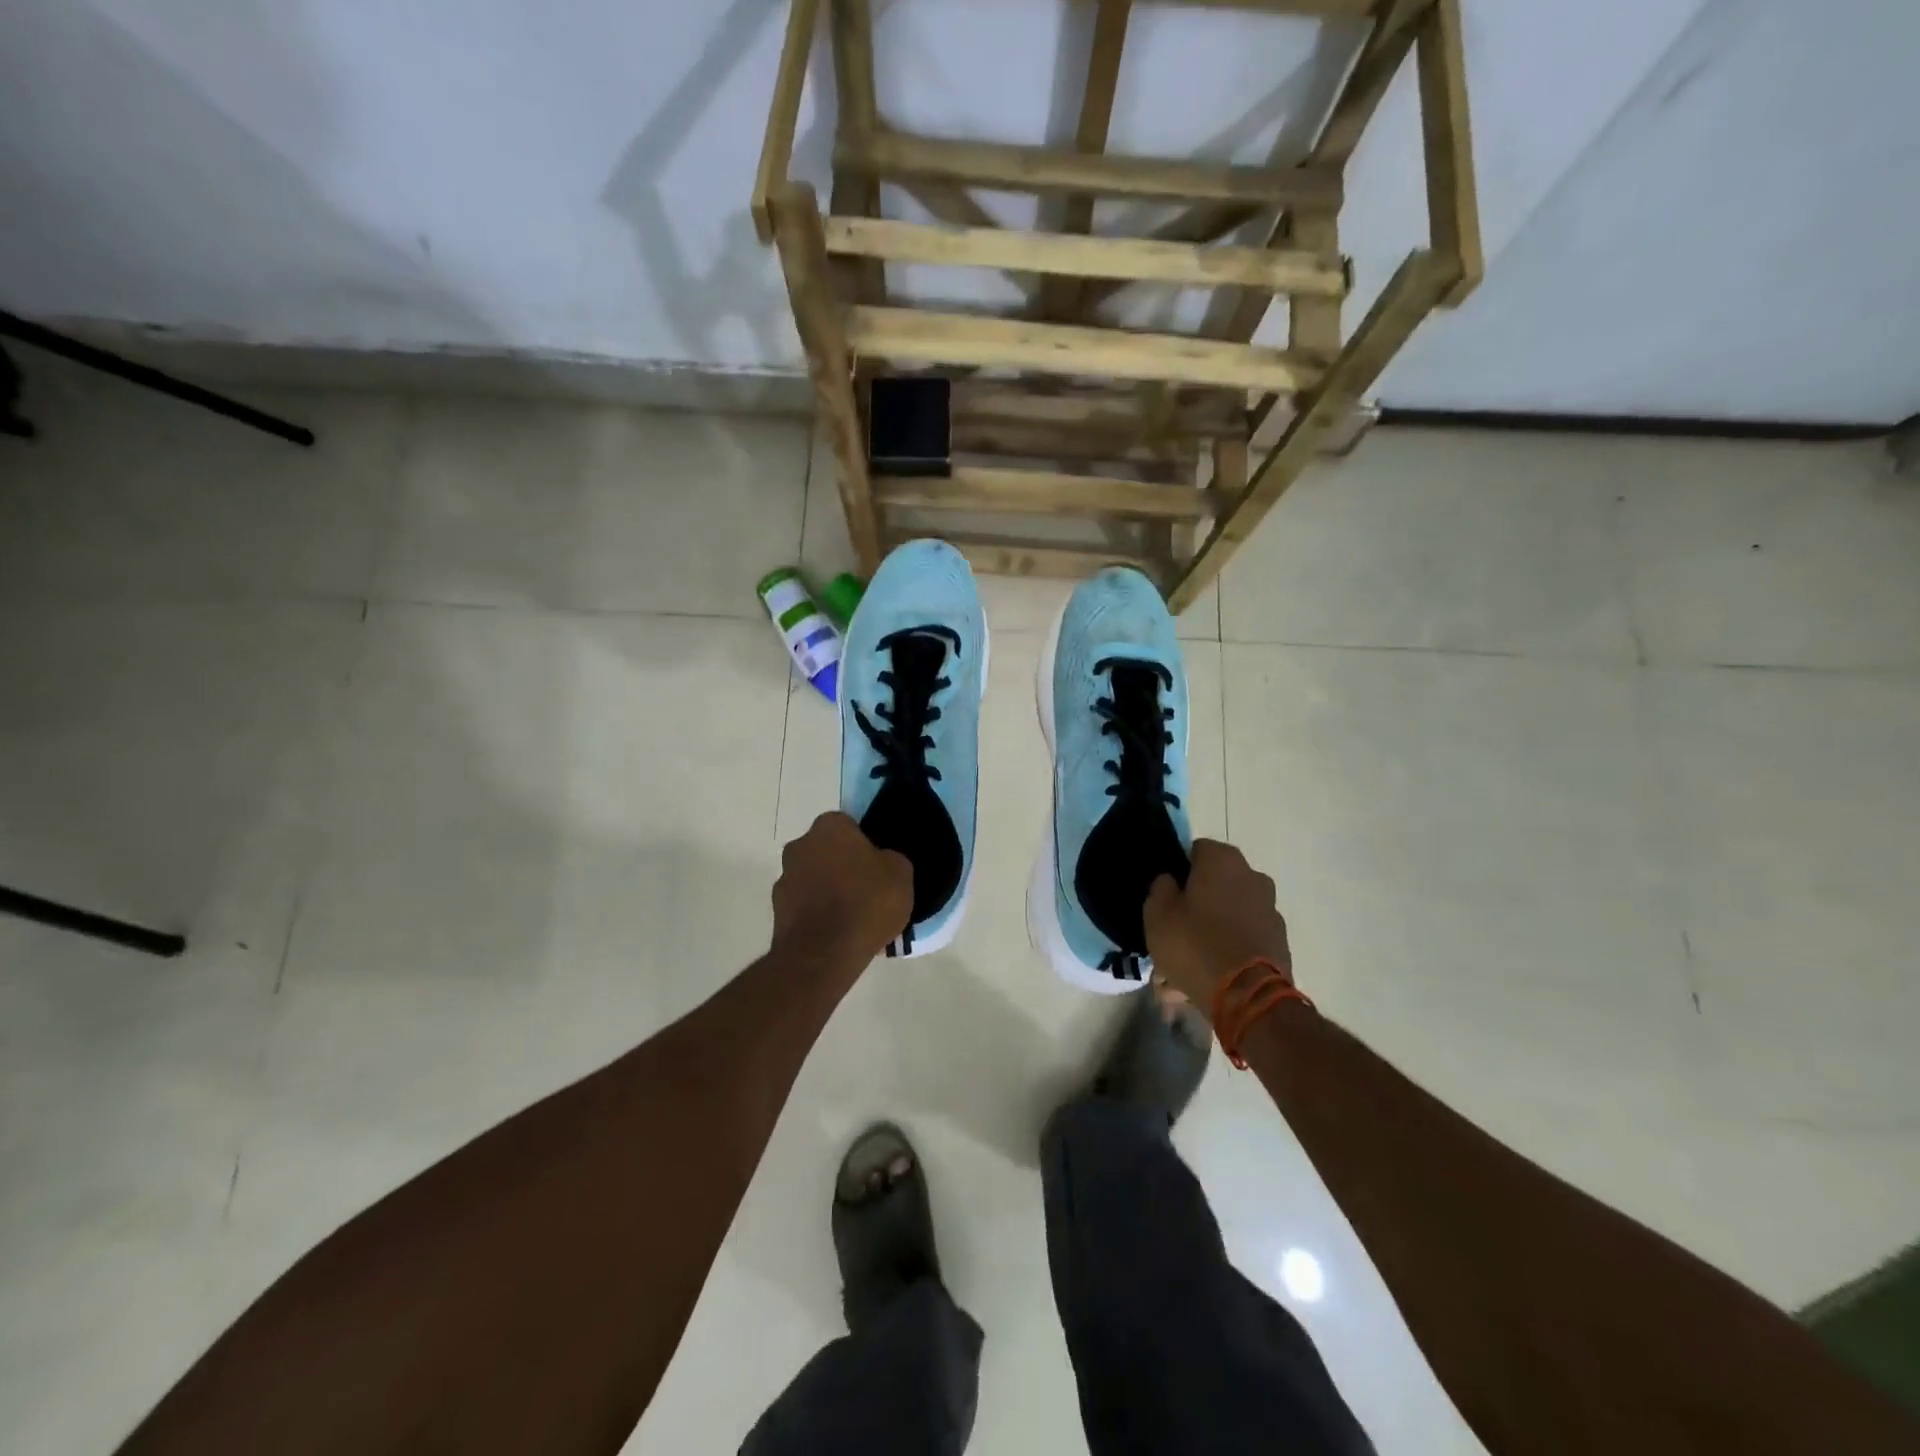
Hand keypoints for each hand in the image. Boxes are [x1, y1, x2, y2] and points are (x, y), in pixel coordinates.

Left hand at [771, 812, 913, 973]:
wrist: (824, 953)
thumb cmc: (866, 902)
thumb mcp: (901, 873)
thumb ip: (891, 859)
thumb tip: (882, 861)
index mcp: (830, 827)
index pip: (849, 826)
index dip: (865, 846)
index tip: (878, 867)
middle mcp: (800, 845)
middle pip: (827, 851)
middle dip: (843, 866)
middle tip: (868, 891)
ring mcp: (784, 879)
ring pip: (814, 879)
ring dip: (828, 891)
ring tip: (854, 919)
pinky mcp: (777, 912)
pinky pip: (805, 907)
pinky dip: (818, 915)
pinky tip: (838, 934)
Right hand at [1145, 839, 1292, 1007]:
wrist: (1249, 997)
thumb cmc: (1195, 945)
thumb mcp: (1157, 914)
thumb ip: (1160, 887)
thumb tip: (1170, 881)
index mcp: (1223, 860)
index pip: (1195, 850)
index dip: (1178, 871)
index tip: (1166, 896)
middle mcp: (1253, 876)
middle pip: (1215, 883)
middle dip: (1196, 902)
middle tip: (1175, 929)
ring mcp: (1270, 909)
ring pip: (1229, 912)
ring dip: (1211, 927)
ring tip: (1189, 960)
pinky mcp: (1279, 940)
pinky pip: (1243, 937)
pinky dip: (1229, 947)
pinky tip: (1210, 973)